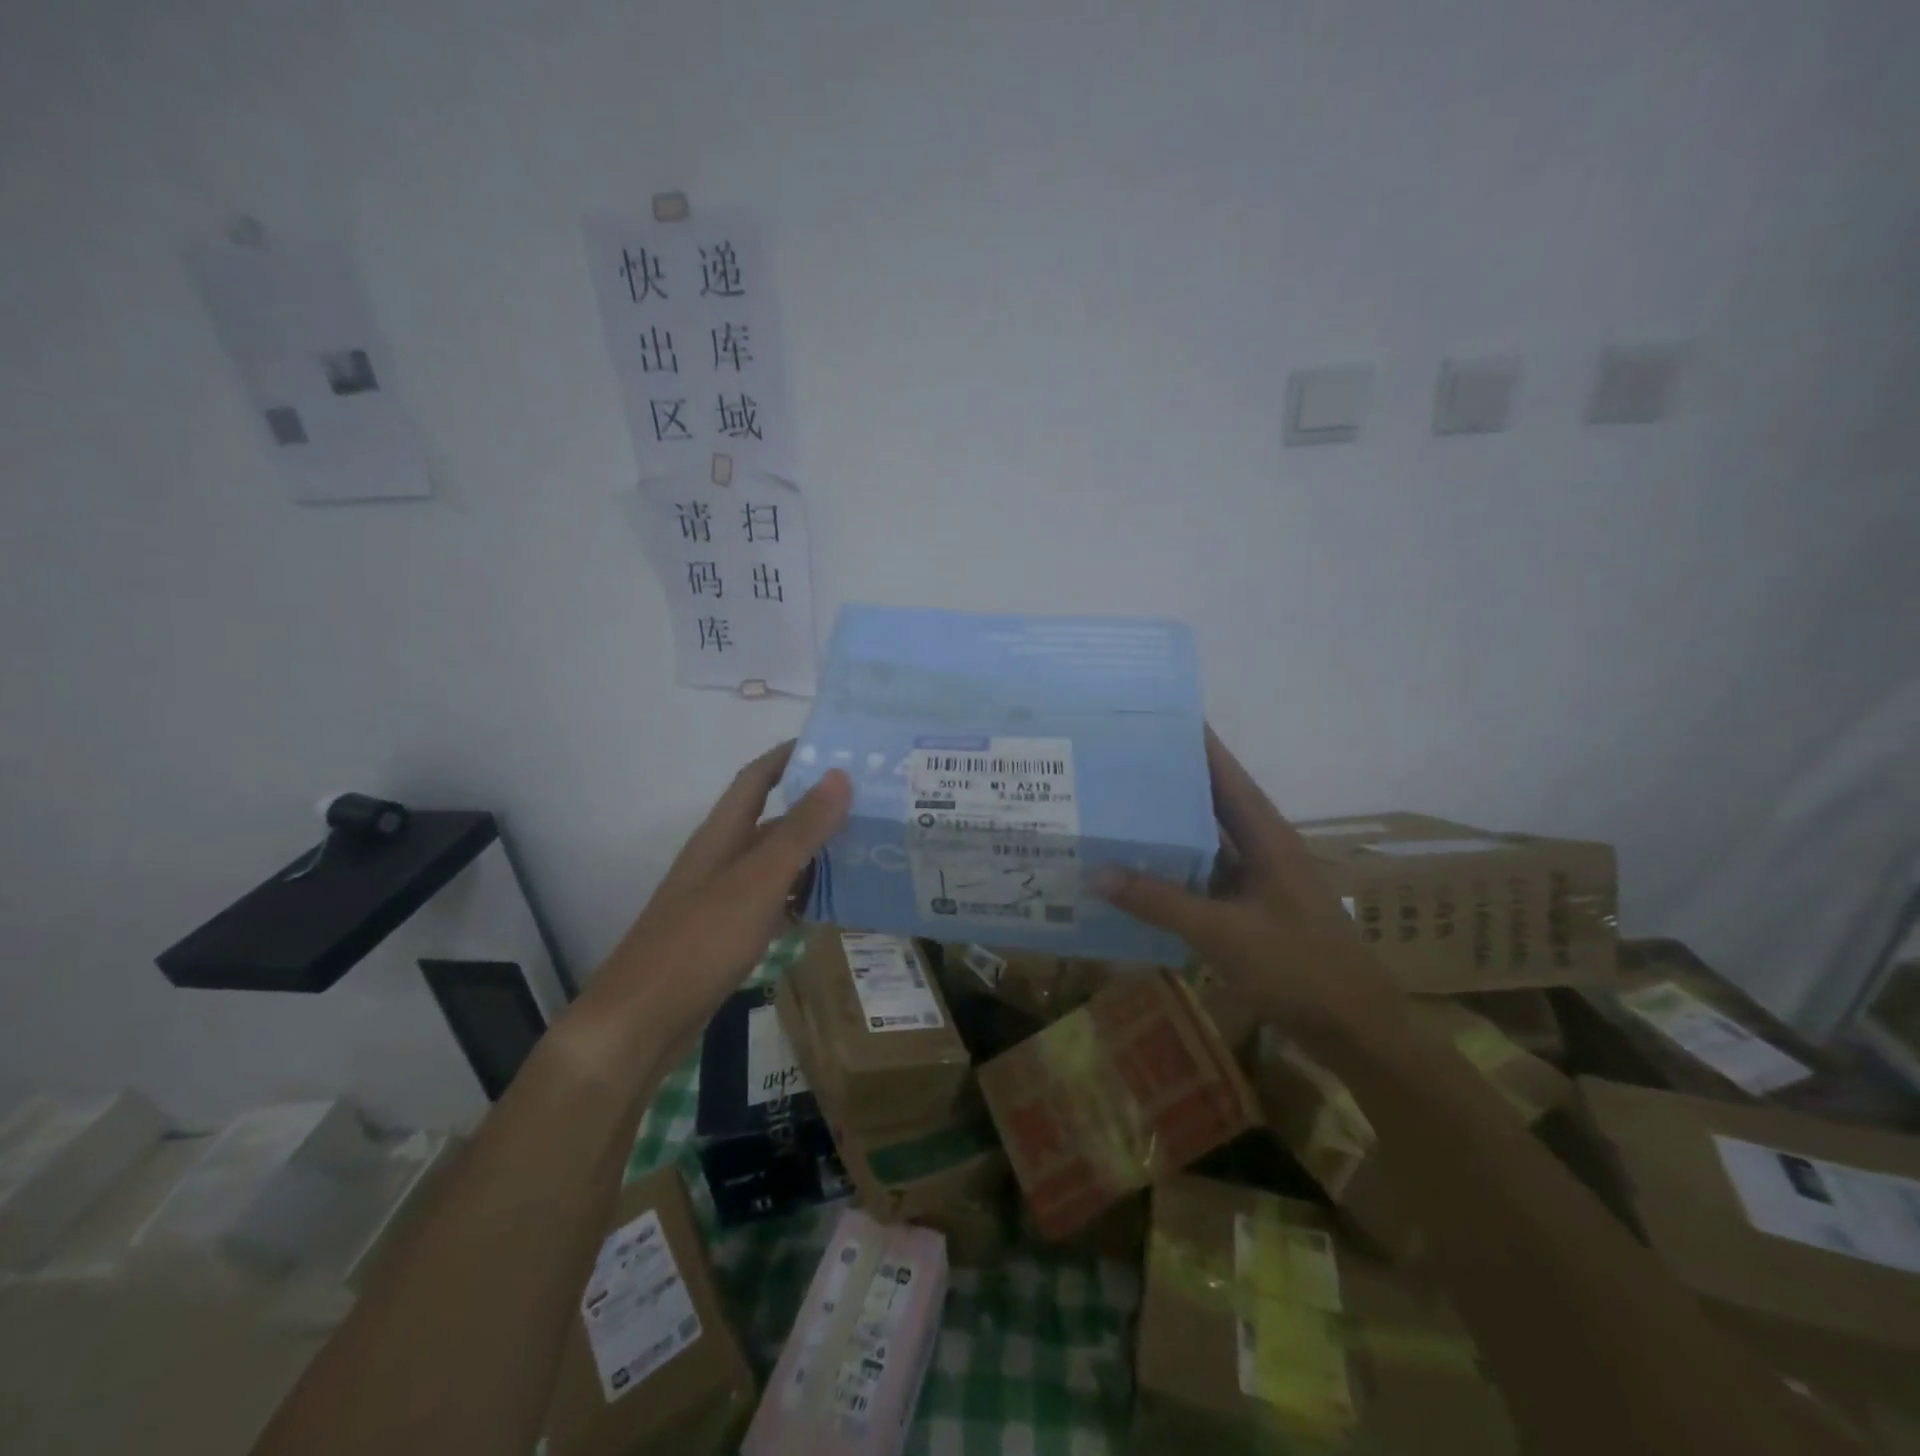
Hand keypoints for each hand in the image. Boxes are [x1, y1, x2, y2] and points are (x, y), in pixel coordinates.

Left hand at [562, 742, 851, 1080]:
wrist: (641, 1022)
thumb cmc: (699, 941)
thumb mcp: (758, 881)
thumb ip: (801, 831)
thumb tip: (840, 775)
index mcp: (722, 834)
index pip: (757, 778)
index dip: (789, 756)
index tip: (833, 744)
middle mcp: (722, 858)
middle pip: (773, 821)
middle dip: (817, 808)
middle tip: (871, 803)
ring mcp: (723, 898)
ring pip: (777, 863)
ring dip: (815, 854)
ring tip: (866, 850)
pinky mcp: (728, 934)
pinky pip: (774, 901)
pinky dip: (802, 897)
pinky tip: (833, 905)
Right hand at [1095, 728, 1404, 1038]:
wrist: (1355, 1029)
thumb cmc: (1298, 968)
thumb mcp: (1223, 933)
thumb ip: (1160, 902)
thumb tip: (1097, 872)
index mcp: (1268, 837)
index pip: (1227, 775)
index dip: (1198, 744)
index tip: (1158, 717)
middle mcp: (1263, 849)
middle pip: (1212, 803)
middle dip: (1170, 782)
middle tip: (1118, 763)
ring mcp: (1258, 881)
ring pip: (1206, 843)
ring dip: (1170, 830)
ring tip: (1117, 810)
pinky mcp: (1251, 911)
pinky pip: (1204, 879)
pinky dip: (1174, 873)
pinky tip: (1138, 874)